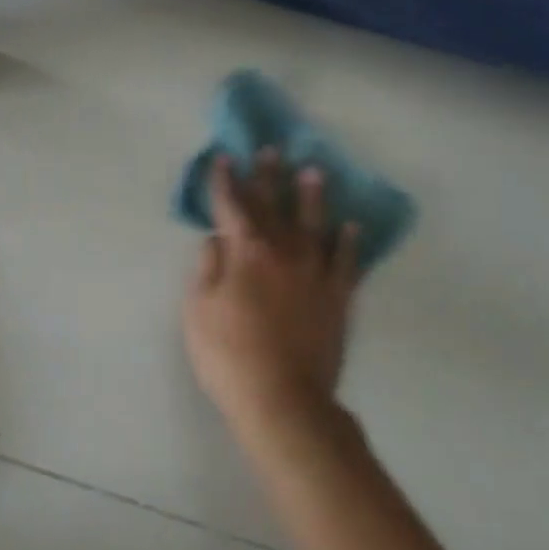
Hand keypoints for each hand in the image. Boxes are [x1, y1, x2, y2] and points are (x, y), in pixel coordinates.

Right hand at [183, 151, 359, 435]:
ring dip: (312, 197)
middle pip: (273, 206)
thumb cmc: (228, 354)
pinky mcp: (338, 298)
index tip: (225, 158)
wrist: (282, 399)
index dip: (226, 181)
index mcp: (245, 253)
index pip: (232, 206)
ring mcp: (314, 274)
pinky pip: (346, 262)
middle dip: (268, 177)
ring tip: (314, 172)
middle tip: (270, 151)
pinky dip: (348, 243)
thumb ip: (207, 268)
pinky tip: (351, 227)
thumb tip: (216, 238)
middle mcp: (282, 253)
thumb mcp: (197, 310)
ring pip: (314, 225)